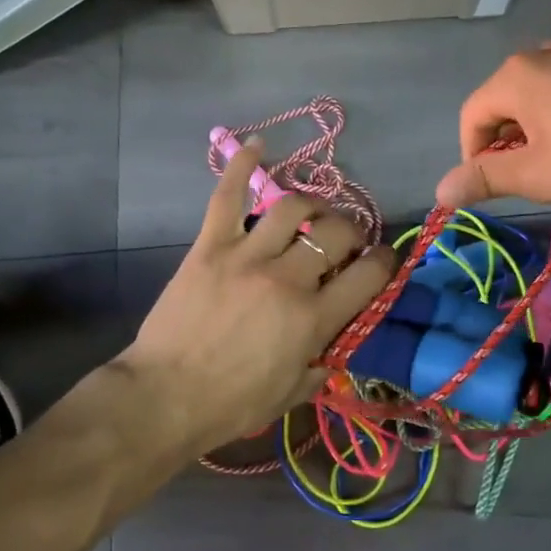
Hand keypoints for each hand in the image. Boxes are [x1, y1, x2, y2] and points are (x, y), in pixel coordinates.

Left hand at [113, 142, 395, 456]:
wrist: (164, 397)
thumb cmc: (232, 404)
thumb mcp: (293, 393)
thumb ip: (324, 362)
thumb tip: (339, 340)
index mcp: (312, 318)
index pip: (368, 276)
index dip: (385, 263)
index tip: (383, 261)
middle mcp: (287, 278)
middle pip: (336, 233)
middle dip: (352, 233)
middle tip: (346, 242)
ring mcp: (246, 255)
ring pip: (293, 208)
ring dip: (313, 205)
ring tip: (315, 213)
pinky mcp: (210, 246)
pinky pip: (228, 196)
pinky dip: (243, 166)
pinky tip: (258, 146)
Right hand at [435, 41, 550, 216]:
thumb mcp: (532, 175)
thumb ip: (483, 178)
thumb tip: (440, 191)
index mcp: (517, 74)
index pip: (472, 116)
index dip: (472, 156)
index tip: (490, 187)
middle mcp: (543, 55)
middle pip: (502, 105)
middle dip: (504, 145)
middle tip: (525, 181)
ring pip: (534, 102)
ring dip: (533, 138)